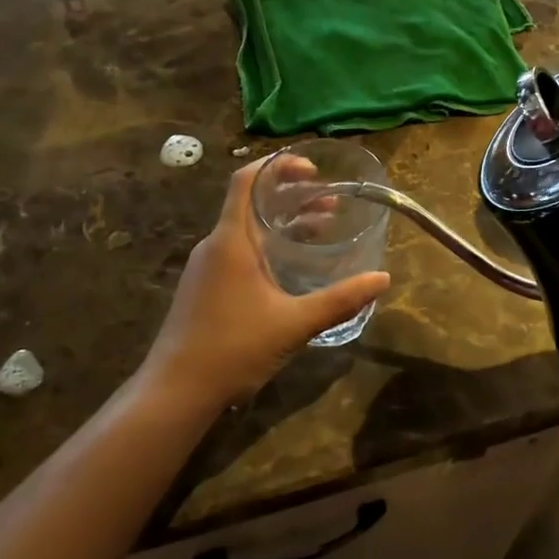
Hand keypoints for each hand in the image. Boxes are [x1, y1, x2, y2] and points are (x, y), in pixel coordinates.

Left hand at [140, 160, 389, 412]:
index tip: (313, 169)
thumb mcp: (294, 323)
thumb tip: (383, 279)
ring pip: (249, 228)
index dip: (278, 166)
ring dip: (284, 222)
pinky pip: (241, 250)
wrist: (174, 393)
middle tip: (330, 201)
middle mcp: (216, 245)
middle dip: (293, 195)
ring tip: (322, 227)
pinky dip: (270, 244)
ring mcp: (207, 267)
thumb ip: (340, 299)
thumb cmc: (233, 349)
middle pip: (253, 202)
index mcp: (231, 240)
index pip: (247, 180)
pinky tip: (293, 265)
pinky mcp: (205, 287)